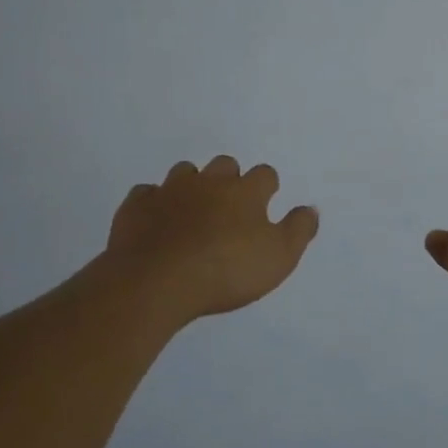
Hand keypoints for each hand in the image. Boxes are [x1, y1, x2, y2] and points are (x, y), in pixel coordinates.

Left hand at [104, 156, 318, 321]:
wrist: (157, 281)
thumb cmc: (226, 270)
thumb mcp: (279, 257)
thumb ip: (298, 230)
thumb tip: (310, 209)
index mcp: (246, 192)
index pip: (265, 175)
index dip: (266, 188)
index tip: (265, 203)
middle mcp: (209, 182)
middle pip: (224, 165)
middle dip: (229, 179)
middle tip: (229, 207)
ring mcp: (170, 190)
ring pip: (184, 172)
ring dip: (191, 186)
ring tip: (192, 211)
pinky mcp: (137, 206)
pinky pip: (147, 193)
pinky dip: (154, 203)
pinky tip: (156, 220)